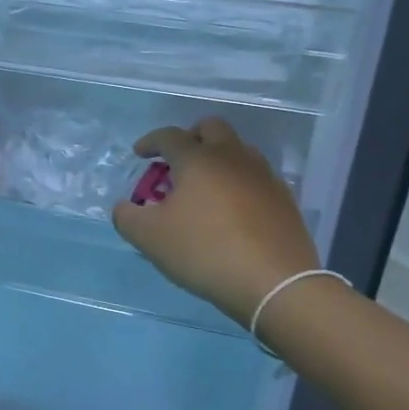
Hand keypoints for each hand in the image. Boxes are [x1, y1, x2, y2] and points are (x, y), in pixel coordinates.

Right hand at [112, 117, 320, 326]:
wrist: (275, 282)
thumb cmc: (205, 251)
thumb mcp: (150, 238)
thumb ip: (127, 217)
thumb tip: (125, 207)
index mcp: (197, 159)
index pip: (169, 136)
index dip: (150, 142)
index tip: (140, 154)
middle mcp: (232, 157)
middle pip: (211, 127)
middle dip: (190, 137)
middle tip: (177, 161)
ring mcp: (263, 175)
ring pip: (238, 150)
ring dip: (218, 158)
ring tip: (205, 187)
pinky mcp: (283, 199)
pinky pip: (256, 177)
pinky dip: (239, 182)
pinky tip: (232, 209)